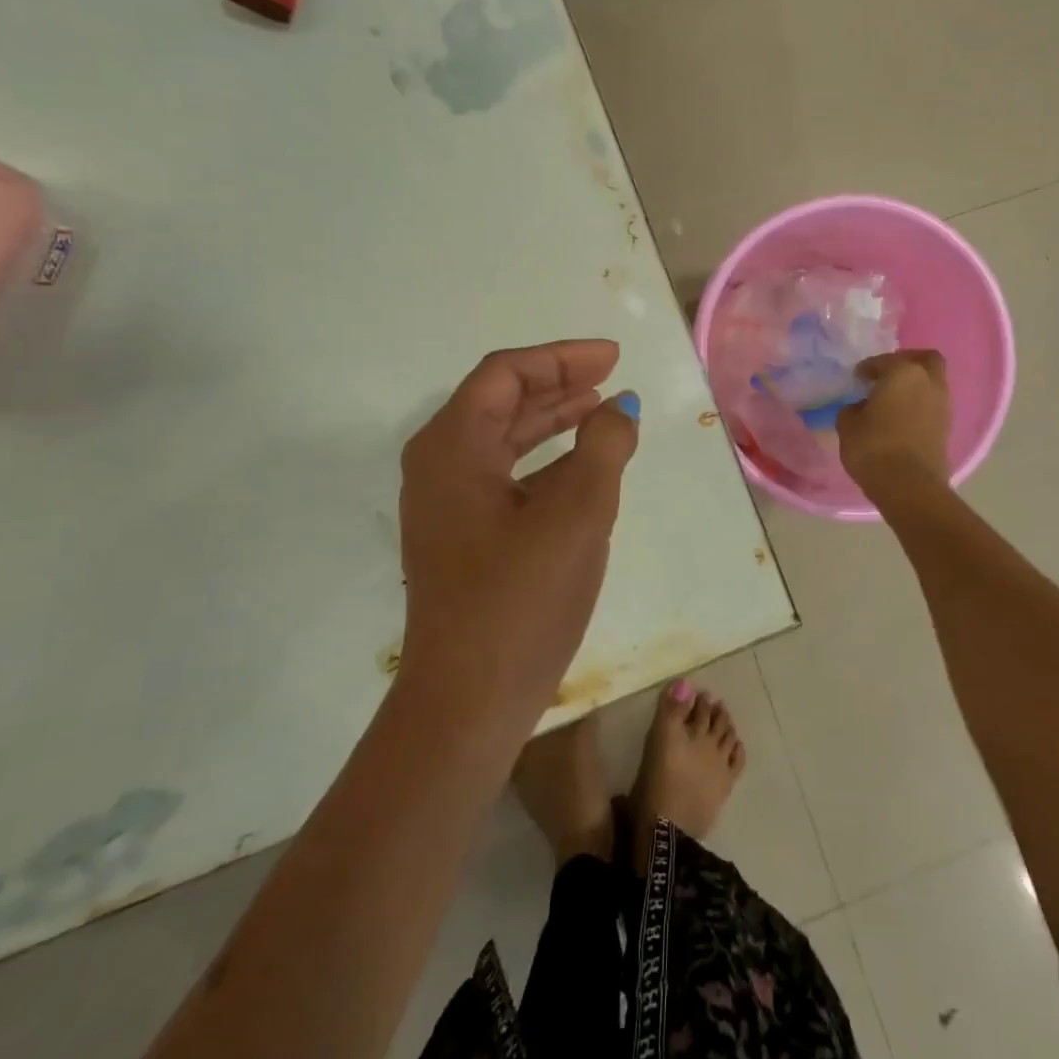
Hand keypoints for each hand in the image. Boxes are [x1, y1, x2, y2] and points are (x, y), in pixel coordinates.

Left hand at [396, 341, 638, 743]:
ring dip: (552, 421)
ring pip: (503, 441)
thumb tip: (619, 409)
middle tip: (611, 377)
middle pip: (500, 402)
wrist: (469, 701)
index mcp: (453, 447)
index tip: (612, 358)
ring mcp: (447, 505)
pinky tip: (581, 468)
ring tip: (601, 411)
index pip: (505, 374)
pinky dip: (544, 462)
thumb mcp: (578, 513)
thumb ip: (604, 446)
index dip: (561, 358)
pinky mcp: (462, 538)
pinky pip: (505, 477)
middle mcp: (439, 466)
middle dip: (558, 384)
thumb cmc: (521, 598)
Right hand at [837, 349, 951, 492]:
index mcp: (903, 373)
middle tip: (887, 375)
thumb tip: (862, 407)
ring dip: (915, 386)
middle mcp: (928, 382)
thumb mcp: (848, 425)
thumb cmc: (873, 447)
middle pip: (925, 360)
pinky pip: (932, 406)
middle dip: (907, 363)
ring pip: (932, 383)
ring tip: (892, 400)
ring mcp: (942, 405)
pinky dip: (919, 406)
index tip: (858, 377)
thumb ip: (853, 409)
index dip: (868, 367)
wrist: (909, 486)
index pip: (884, 361)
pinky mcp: (947, 428)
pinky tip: (900, 419)